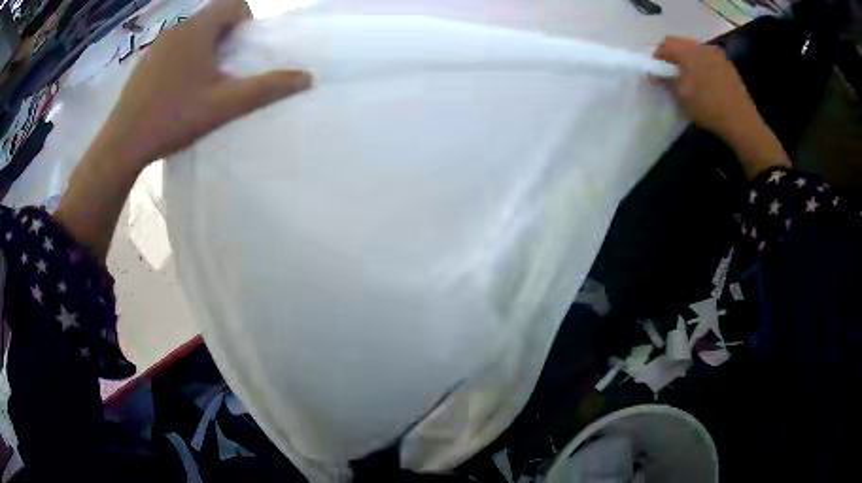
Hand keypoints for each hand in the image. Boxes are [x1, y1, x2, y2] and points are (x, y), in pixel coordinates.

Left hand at [106, 0, 311, 168]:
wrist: (122, 143)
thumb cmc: (173, 118)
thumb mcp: (224, 105)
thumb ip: (266, 88)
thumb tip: (307, 77)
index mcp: (198, 29)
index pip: (233, 3)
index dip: (245, 20)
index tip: (242, 48)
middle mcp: (177, 28)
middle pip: (212, 15)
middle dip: (226, 33)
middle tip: (225, 68)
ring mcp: (157, 44)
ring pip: (191, 31)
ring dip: (204, 45)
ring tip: (201, 80)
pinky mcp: (144, 61)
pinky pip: (173, 45)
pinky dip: (183, 55)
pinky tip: (176, 87)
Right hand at [654, 36, 789, 178]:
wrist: (741, 121)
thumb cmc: (708, 107)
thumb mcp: (681, 97)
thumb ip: (665, 80)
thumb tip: (653, 72)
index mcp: (687, 51)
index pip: (665, 45)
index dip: (658, 57)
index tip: (657, 72)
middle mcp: (701, 46)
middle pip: (680, 44)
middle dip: (673, 56)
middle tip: (671, 75)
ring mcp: (716, 54)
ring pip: (695, 50)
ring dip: (688, 60)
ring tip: (689, 78)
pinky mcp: (727, 65)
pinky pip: (708, 58)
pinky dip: (702, 65)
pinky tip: (705, 82)